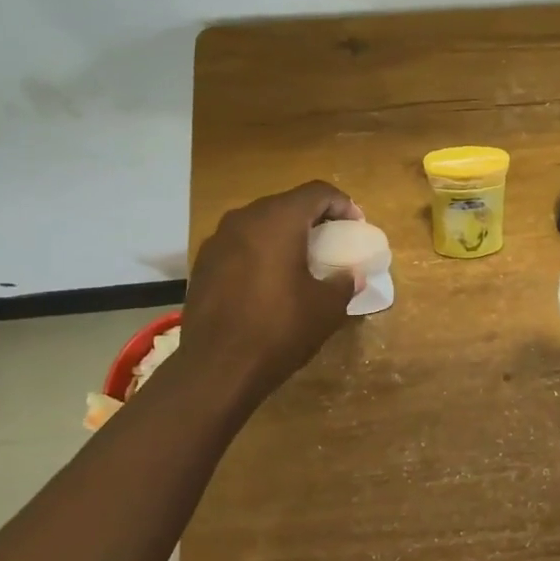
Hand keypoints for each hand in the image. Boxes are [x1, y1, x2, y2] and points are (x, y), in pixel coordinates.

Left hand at [177, 181, 361, 407]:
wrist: (217, 368)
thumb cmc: (280, 330)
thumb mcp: (327, 308)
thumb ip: (344, 282)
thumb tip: (351, 275)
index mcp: (278, 221)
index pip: (317, 192)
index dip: (342, 204)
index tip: (356, 226)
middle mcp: (244, 220)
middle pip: (286, 204)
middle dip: (313, 218)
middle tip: (333, 240)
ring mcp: (217, 241)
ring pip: (260, 224)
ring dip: (285, 235)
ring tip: (302, 260)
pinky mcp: (203, 264)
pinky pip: (240, 245)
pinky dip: (261, 252)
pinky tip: (270, 281)